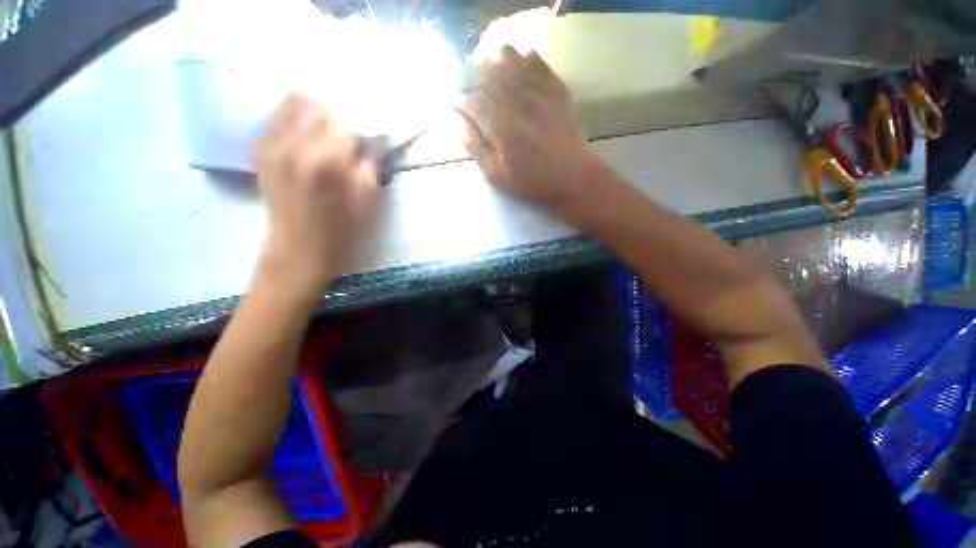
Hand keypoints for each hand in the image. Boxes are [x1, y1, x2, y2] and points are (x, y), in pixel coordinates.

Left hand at [252, 93, 377, 293]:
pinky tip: (309, 140)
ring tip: (330, 137)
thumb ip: (370, 169)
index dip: (364, 133)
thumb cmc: (338, 237)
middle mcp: (292, 144)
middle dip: (340, 117)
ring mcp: (270, 145)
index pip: (348, 124)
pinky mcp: (260, 151)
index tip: (369, 147)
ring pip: (294, 102)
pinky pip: (278, 116)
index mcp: (323, 162)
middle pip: (319, 103)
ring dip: (318, 114)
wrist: (295, 256)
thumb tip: (371, 146)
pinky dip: (297, 119)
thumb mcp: (366, 207)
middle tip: (350, 140)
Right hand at [458, 46, 605, 213]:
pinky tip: (519, 64)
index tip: (459, 111)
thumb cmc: (532, 182)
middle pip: (488, 75)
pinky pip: (537, 61)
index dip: (461, 104)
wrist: (573, 178)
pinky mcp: (557, 88)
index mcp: (500, 125)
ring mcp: (539, 91)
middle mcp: (517, 101)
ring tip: (494, 81)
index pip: (472, 102)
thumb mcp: (496, 175)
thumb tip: (458, 120)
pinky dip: (524, 59)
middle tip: (478, 100)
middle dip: (476, 85)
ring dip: (496, 66)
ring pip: (510, 60)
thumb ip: (474, 146)